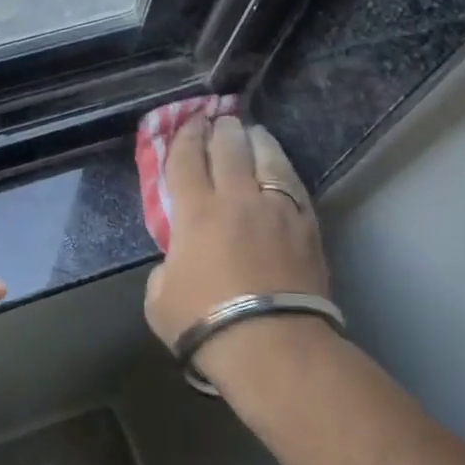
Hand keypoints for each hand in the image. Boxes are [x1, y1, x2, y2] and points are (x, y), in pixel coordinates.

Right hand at [144, 115, 328, 348]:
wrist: (271, 345)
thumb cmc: (204, 323)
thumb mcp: (158, 297)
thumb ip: (166, 266)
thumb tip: (180, 258)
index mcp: (195, 212)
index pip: (185, 159)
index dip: (183, 137)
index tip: (186, 123)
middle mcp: (236, 199)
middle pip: (228, 148)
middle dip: (221, 128)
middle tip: (218, 119)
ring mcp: (276, 209)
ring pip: (267, 157)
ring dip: (255, 139)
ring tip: (252, 132)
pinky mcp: (306, 225)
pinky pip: (293, 184)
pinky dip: (282, 169)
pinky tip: (279, 168)